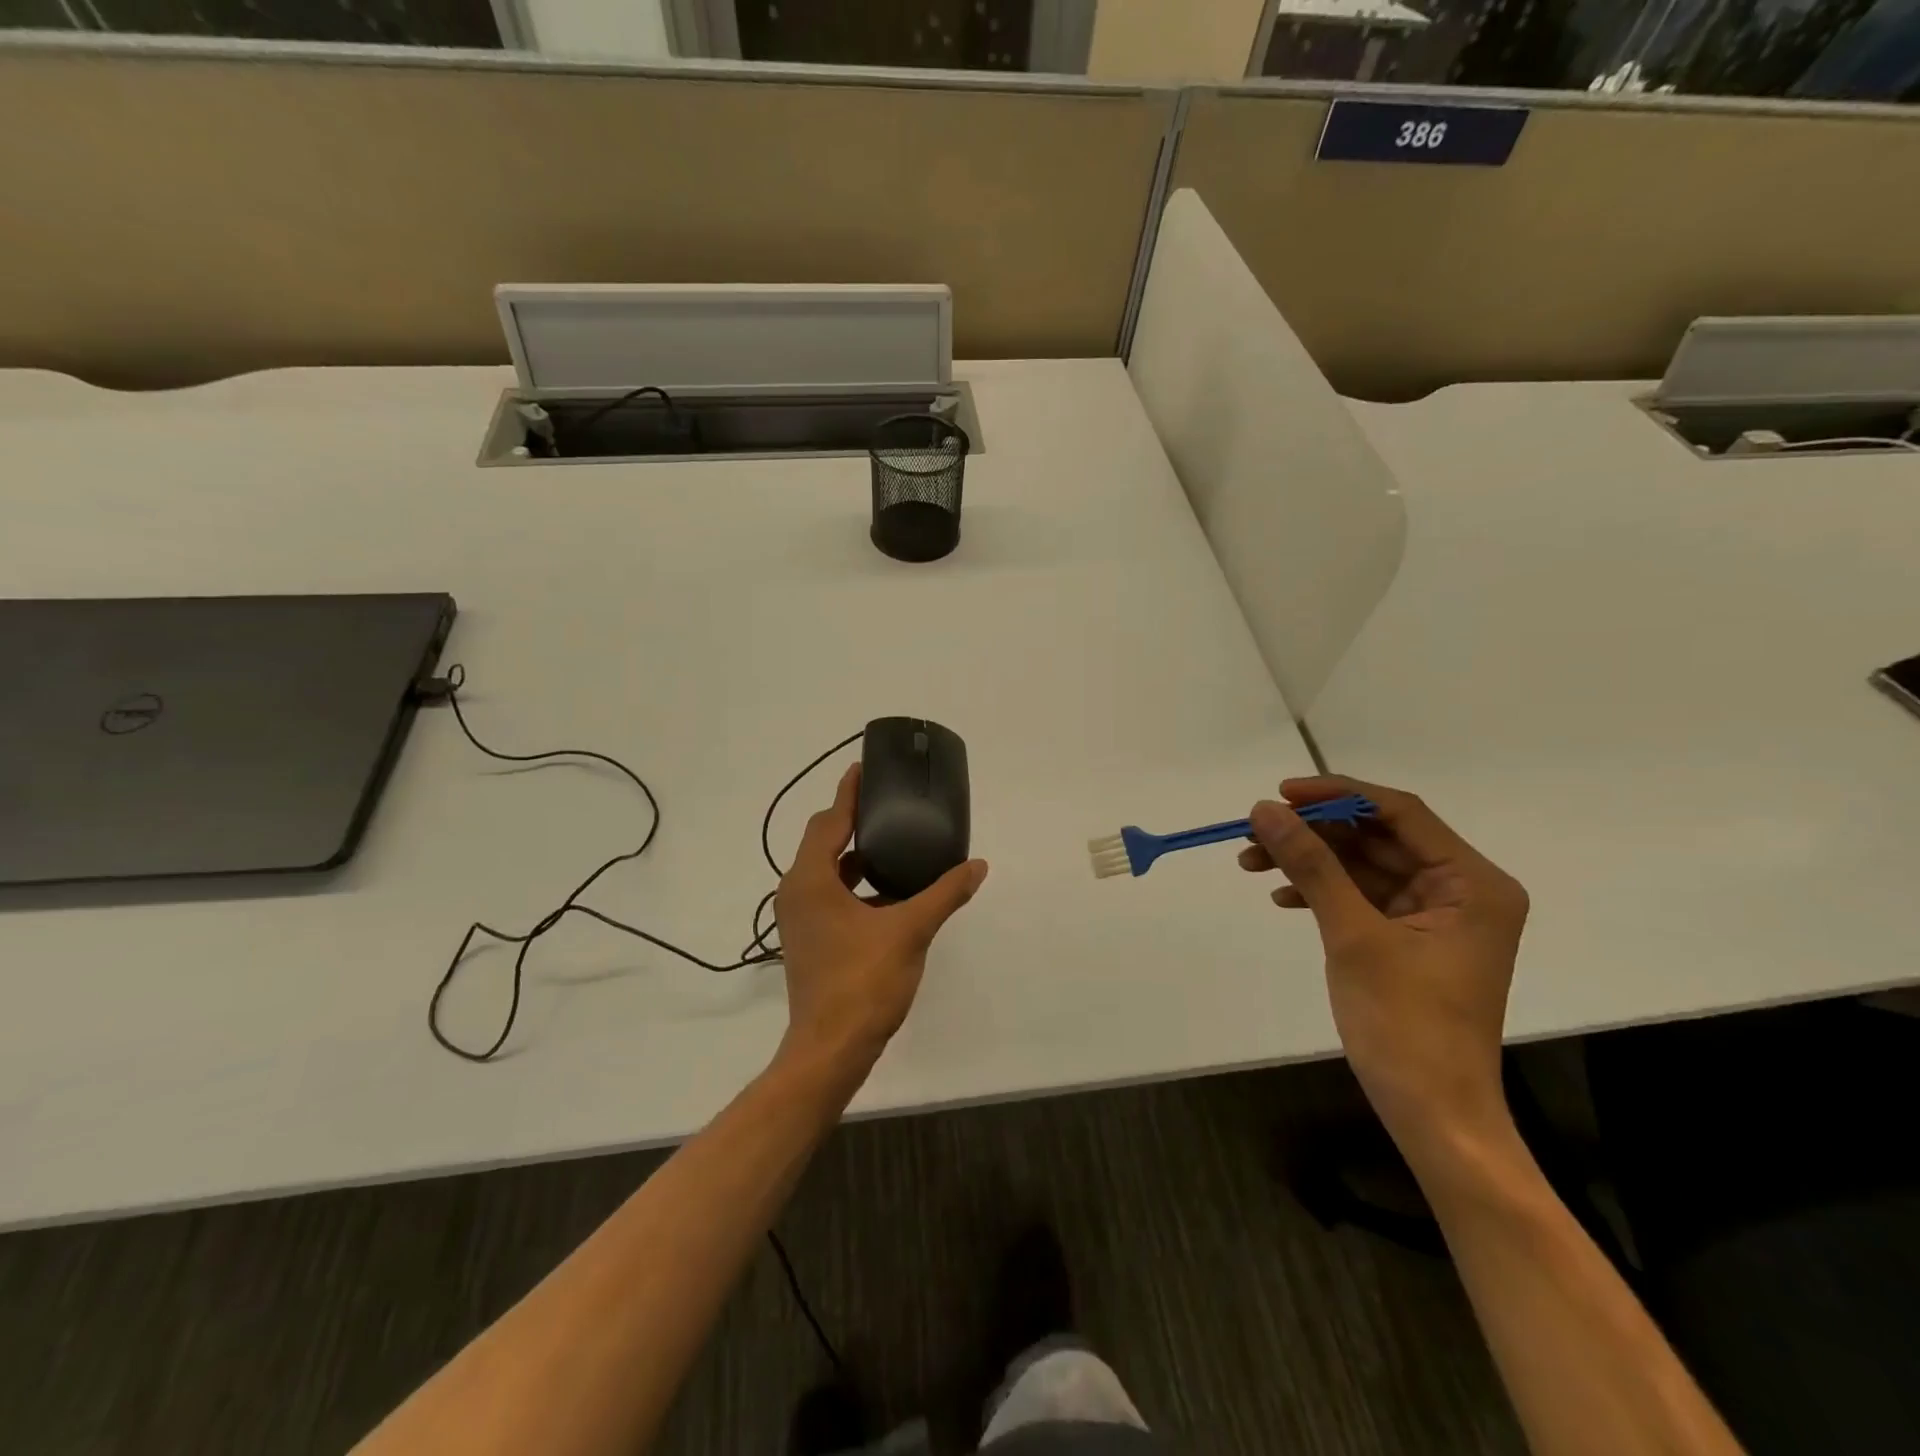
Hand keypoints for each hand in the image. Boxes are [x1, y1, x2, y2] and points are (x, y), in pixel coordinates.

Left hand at [774, 763, 988, 1076]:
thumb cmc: (864, 982)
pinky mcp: (808, 939)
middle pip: (823, 841)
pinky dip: (854, 883)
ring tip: (892, 840)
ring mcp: (799, 918)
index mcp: (811, 880)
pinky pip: (829, 894)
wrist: (830, 1049)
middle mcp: (796, 892)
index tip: (863, 767)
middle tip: (887, 800)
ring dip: (854, 854)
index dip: (848, 793)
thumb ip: (944, 893)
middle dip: (852, 819)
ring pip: (826, 870)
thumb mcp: (910, 931)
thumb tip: (977, 865)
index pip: (829, 821)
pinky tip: (887, 891)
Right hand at [1240, 776, 1528, 1157]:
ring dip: (1309, 862)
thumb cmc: (1405, 1023)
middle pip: (1377, 838)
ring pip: (1363, 866)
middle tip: (1254, 831)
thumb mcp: (1353, 935)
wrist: (1432, 1113)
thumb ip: (1311, 865)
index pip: (1400, 813)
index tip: (1280, 794)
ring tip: (1251, 862)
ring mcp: (1435, 916)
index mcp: (1472, 882)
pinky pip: (1361, 897)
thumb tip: (1264, 810)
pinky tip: (1281, 896)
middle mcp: (1461, 890)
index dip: (1337, 796)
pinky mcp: (1410, 939)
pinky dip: (1321, 892)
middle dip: (1313, 833)